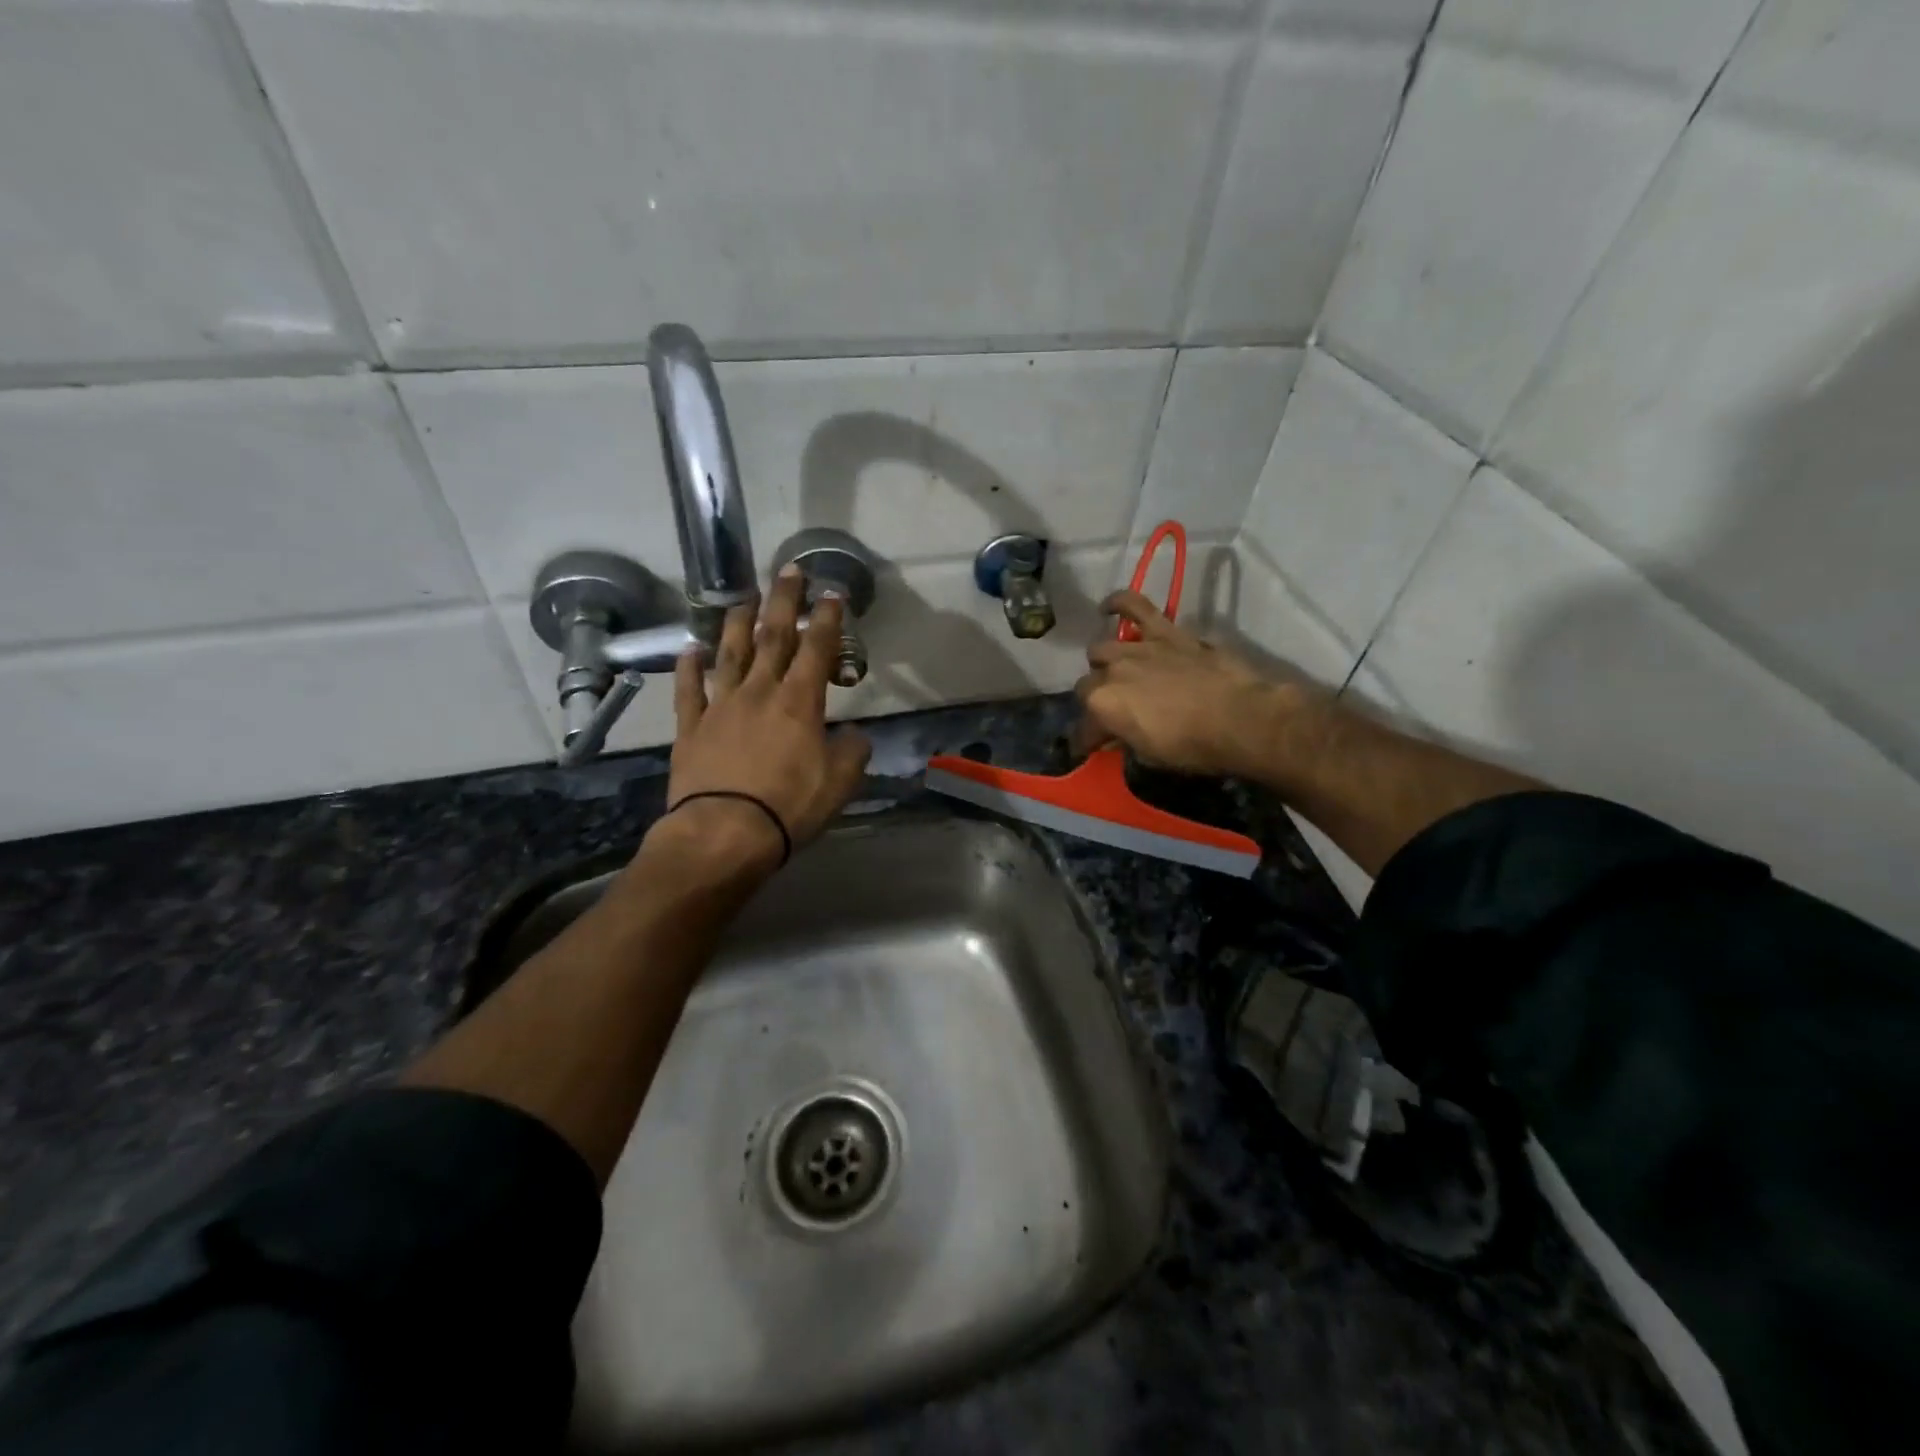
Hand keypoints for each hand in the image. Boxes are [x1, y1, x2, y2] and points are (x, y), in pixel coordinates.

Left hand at [651, 566, 871, 877]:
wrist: (724, 832)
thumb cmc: (789, 806)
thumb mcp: (840, 782)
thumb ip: (853, 751)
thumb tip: (854, 734)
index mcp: (799, 702)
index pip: (816, 649)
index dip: (826, 619)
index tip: (832, 594)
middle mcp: (759, 692)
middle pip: (772, 637)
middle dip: (783, 601)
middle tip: (789, 571)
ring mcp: (720, 707)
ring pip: (730, 654)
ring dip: (738, 623)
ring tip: (743, 598)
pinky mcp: (691, 728)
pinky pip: (689, 691)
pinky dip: (689, 668)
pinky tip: (690, 650)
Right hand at [1074, 590, 1311, 776]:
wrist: (1239, 718)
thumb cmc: (1193, 746)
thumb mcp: (1150, 756)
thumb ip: (1126, 740)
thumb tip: (1118, 736)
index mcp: (1102, 707)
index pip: (1083, 729)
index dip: (1088, 740)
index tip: (1096, 748)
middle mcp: (1110, 673)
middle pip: (1087, 685)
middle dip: (1096, 700)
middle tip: (1114, 711)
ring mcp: (1135, 648)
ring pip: (1101, 649)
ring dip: (1104, 663)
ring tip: (1113, 669)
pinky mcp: (1164, 632)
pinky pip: (1135, 606)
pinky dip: (1119, 603)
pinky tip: (1108, 607)